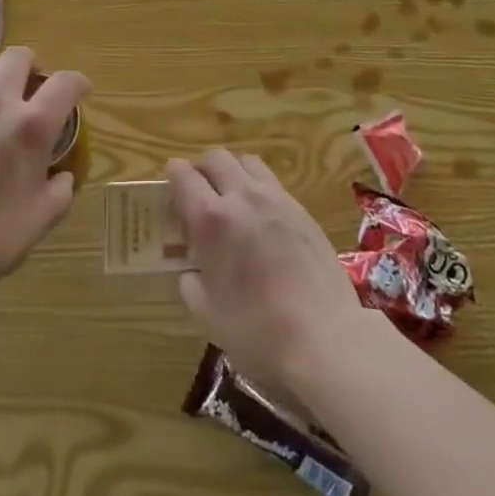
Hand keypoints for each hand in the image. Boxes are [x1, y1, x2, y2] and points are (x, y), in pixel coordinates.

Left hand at [0, 48, 84, 297]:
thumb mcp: (44, 216)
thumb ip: (61, 187)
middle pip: (17, 57)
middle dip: (34, 66)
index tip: (81, 93)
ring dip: (0, 81)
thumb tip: (61, 175)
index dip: (78, 82)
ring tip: (3, 107)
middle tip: (37, 89)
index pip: (64, 82)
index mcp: (31, 125)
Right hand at [166, 150, 368, 391]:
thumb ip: (190, 281)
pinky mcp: (302, 209)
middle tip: (198, 194)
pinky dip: (257, 187)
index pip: (183, 176)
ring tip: (231, 199)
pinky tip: (260, 217)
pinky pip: (272, 182)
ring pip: (246, 162)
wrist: (325, 337)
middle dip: (201, 169)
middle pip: (215, 158)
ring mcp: (276, 198)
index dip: (172, 176)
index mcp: (212, 218)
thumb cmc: (258, 331)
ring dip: (232, 172)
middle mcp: (242, 196)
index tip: (169, 189)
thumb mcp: (207, 313)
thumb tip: (190, 267)